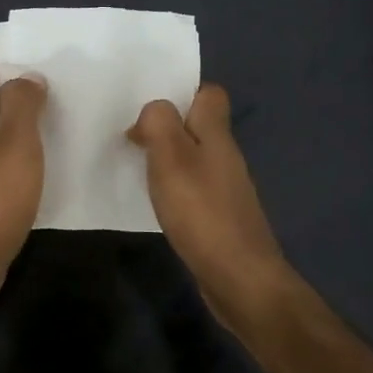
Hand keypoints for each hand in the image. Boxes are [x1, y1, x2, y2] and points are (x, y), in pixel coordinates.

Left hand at [0, 49, 47, 291]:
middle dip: (16, 78)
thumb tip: (26, 77)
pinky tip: (46, 146)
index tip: (30, 41)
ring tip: (57, 104)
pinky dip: (23, 138)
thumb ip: (21, 104)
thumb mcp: (16, 142)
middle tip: (55, 72)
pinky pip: (3, 148)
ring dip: (21, 109)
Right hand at [129, 84, 300, 332]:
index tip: (151, 111)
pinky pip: (194, 188)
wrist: (239, 278)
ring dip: (168, 160)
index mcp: (217, 135)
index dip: (183, 94)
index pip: (210, 95)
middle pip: (199, 127)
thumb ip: (159, 123)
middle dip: (167, 128)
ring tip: (137, 169)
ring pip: (194, 158)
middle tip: (133, 140)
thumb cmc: (201, 212)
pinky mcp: (220, 217)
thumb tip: (154, 112)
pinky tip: (157, 204)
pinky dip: (174, 189)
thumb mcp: (171, 157)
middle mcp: (226, 157)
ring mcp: (226, 188)